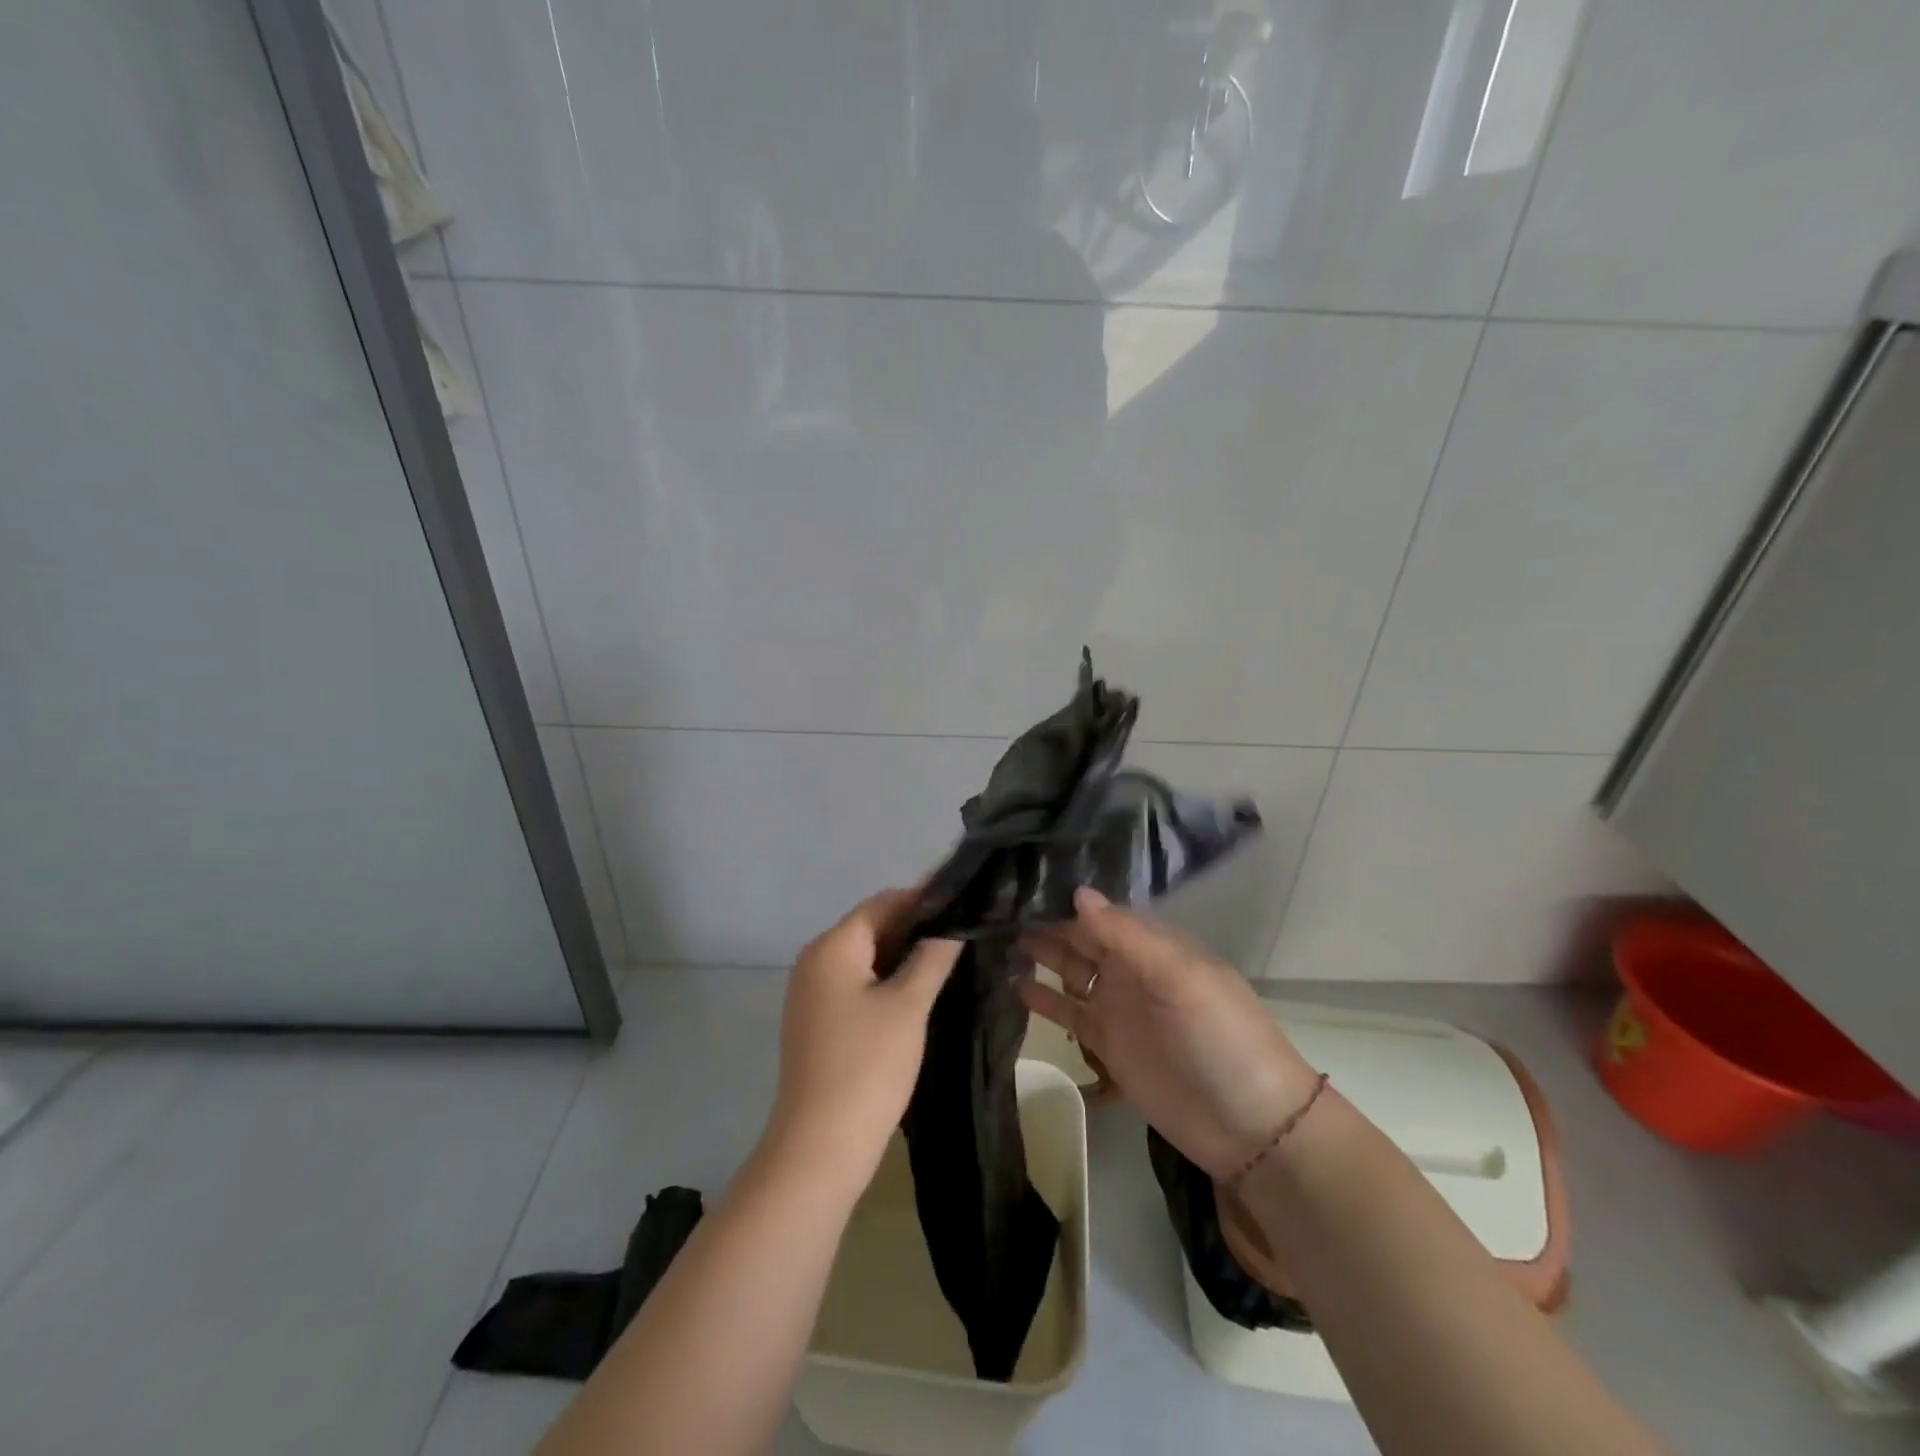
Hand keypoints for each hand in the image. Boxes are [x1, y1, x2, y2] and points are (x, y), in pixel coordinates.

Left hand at [765, 889, 961, 1191]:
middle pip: (871, 927)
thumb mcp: (908, 1006)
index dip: (923, 898)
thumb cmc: (868, 1066)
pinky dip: (885, 979)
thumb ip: (932, 957)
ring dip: (903, 954)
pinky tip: (919, 990)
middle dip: (915, 926)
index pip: (882, 902)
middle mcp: (815, 960)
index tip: (964, 901)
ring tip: (950, 956)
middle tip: (963, 930)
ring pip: (865, 957)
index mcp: (832, 946)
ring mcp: (812, 992)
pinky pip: (855, 983)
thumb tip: (952, 924)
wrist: (820, 1147)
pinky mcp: (817, 1020)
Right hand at [1020, 887, 1319, 1178]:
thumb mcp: (1180, 978)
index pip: (1101, 912)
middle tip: (995, 909)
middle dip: (1045, 923)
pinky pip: (1069, 1013)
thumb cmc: (1221, 1037)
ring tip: (996, 940)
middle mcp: (1132, 967)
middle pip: (1081, 938)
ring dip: (1040, 956)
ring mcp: (1118, 1005)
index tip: (1020, 883)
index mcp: (1154, 944)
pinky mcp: (1107, 1043)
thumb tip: (1078, 892)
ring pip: (1070, 971)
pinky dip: (1043, 999)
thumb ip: (1127, 937)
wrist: (1249, 1125)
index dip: (1064, 899)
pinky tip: (1013, 985)